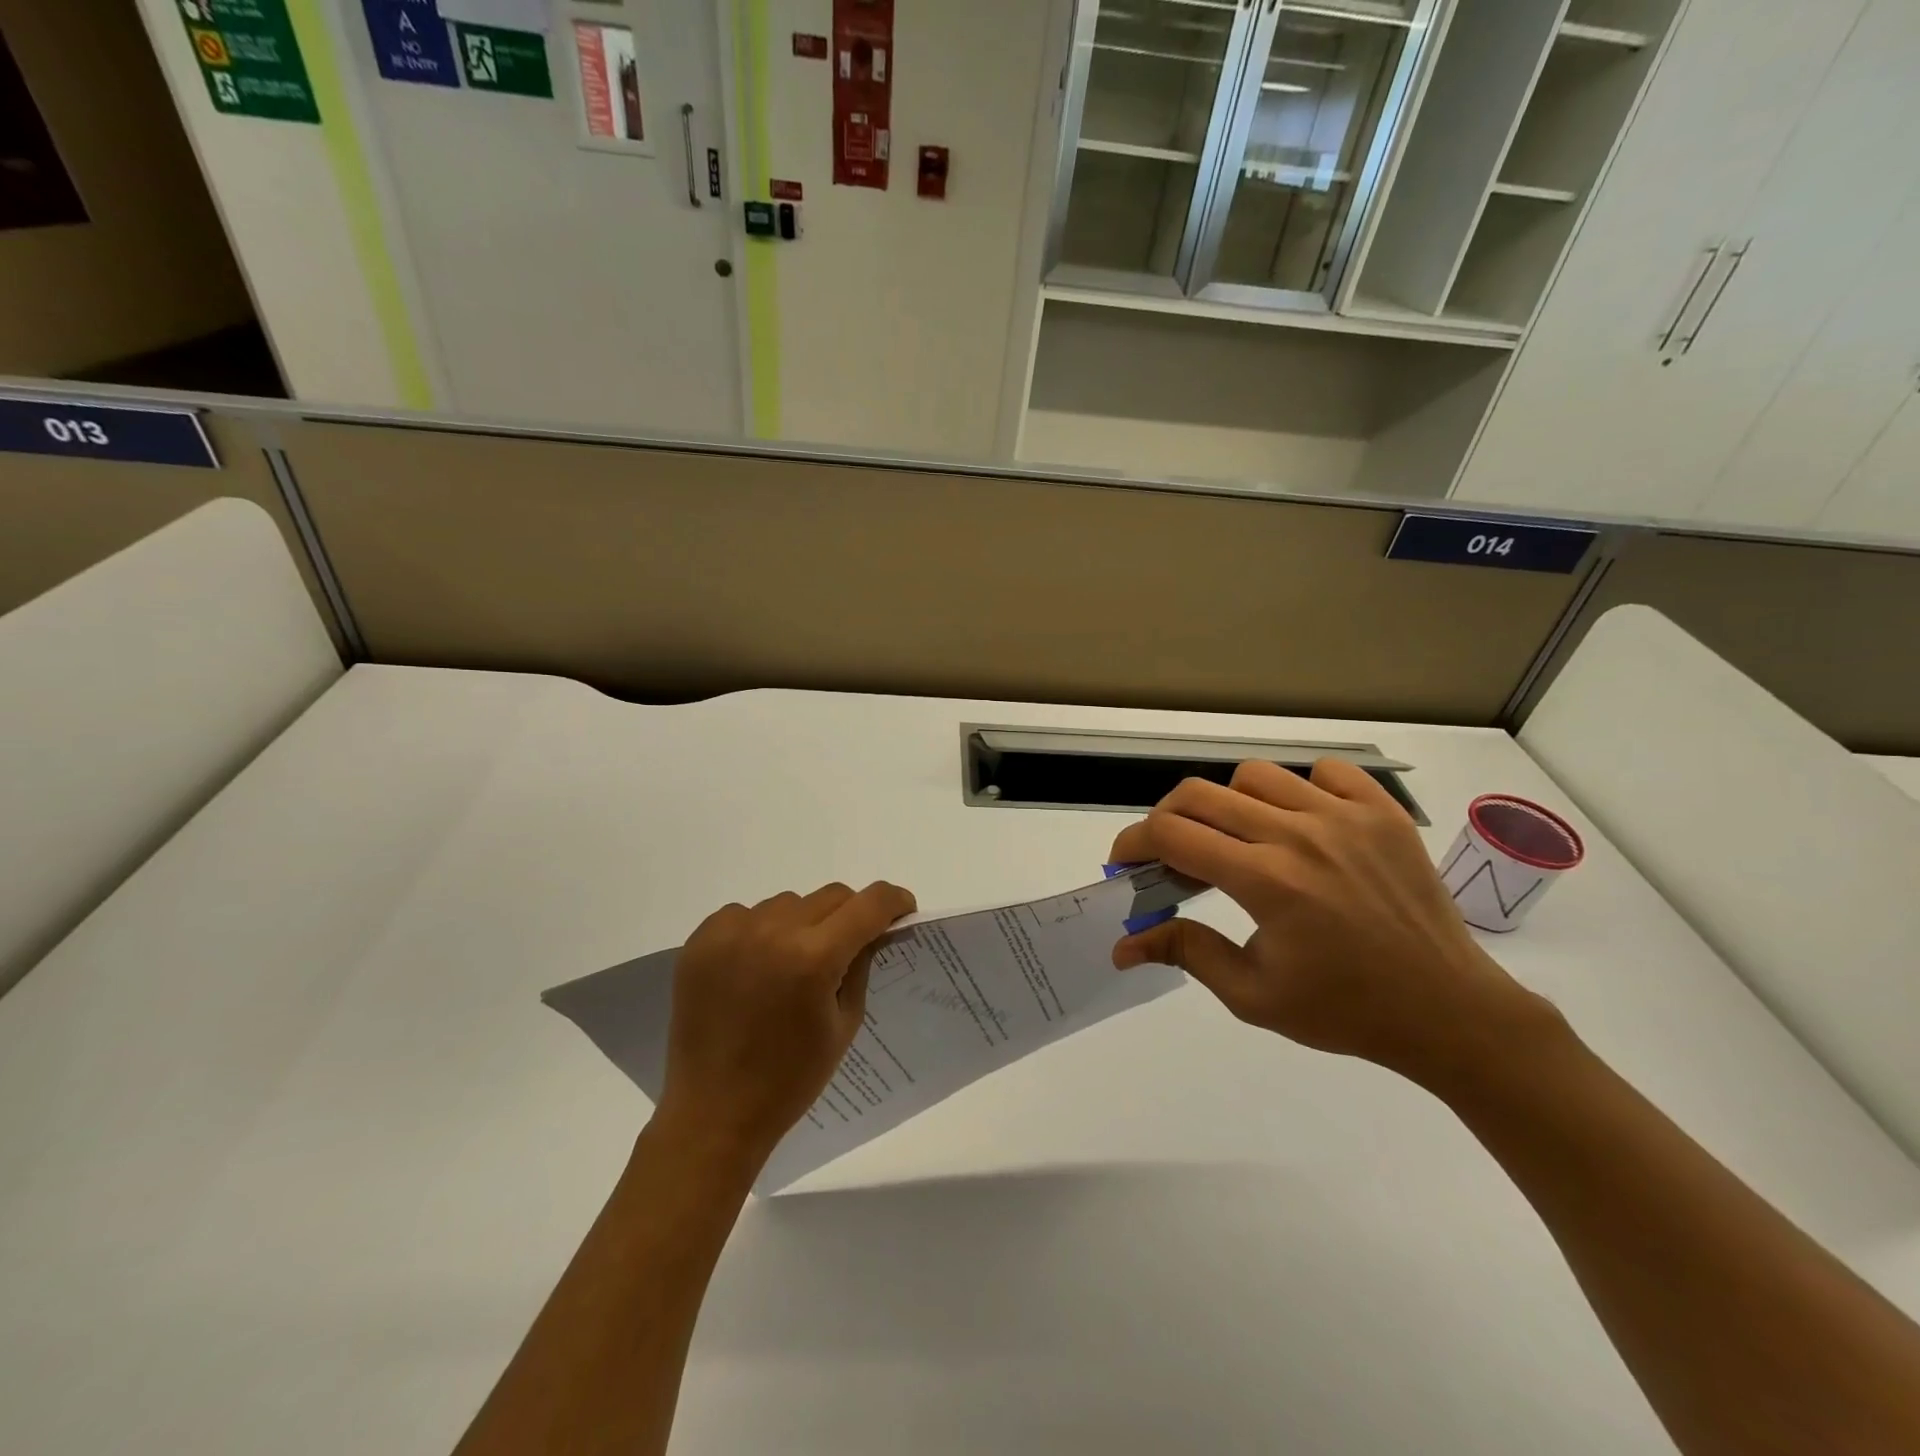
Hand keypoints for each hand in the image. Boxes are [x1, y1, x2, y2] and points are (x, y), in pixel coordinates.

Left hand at [657, 882, 915, 1166]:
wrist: (713, 1113)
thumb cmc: (790, 1079)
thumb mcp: (845, 1024)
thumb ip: (861, 966)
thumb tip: (872, 931)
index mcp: (813, 958)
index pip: (869, 904)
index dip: (894, 901)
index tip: (902, 910)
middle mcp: (773, 932)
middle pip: (831, 896)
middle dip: (850, 915)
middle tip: (847, 947)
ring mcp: (732, 932)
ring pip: (789, 903)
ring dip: (803, 923)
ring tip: (792, 964)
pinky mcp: (701, 939)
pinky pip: (746, 913)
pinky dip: (761, 930)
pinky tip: (755, 966)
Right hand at [1110, 761, 1552, 1086]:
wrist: (1449, 1012)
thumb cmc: (1345, 1011)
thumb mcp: (1252, 995)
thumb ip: (1184, 953)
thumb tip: (1123, 945)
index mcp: (1266, 881)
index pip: (1172, 834)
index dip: (1133, 842)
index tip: (1126, 862)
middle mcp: (1299, 835)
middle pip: (1200, 795)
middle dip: (1166, 819)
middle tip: (1169, 853)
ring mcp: (1345, 816)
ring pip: (1255, 776)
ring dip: (1228, 804)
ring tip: (1238, 840)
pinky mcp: (1383, 813)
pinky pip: (1325, 772)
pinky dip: (1300, 788)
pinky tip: (1301, 823)